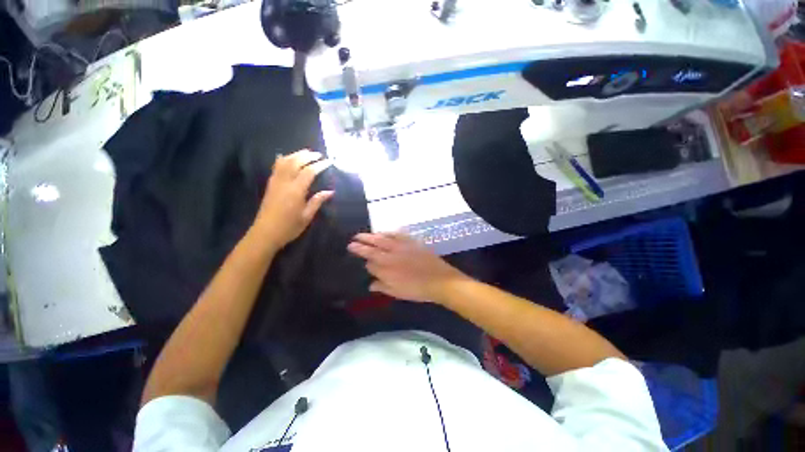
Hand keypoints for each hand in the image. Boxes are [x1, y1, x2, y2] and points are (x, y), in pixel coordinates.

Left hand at [253, 149, 333, 249]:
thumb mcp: (307, 216)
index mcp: (296, 191)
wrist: (265, 233)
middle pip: (295, 162)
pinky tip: (285, 157)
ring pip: (284, 162)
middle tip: (318, 155)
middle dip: (307, 156)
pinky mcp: (270, 185)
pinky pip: (275, 167)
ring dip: (295, 155)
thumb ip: (317, 201)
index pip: (309, 172)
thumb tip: (330, 192)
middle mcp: (284, 183)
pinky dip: (282, 160)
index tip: (328, 162)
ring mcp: (275, 183)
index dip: (319, 165)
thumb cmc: (289, 227)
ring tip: (305, 153)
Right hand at [347, 232, 469, 302]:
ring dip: (370, 236)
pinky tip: (383, 232)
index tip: (360, 258)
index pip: (370, 263)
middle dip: (361, 244)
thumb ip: (383, 287)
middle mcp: (391, 256)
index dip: (365, 261)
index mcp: (386, 269)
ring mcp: (401, 247)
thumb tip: (371, 283)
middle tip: (352, 241)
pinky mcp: (410, 242)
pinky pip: (396, 234)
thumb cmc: (418, 290)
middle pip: (372, 248)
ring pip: (382, 239)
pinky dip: (388, 232)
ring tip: (362, 235)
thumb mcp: (398, 293)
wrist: (439, 280)